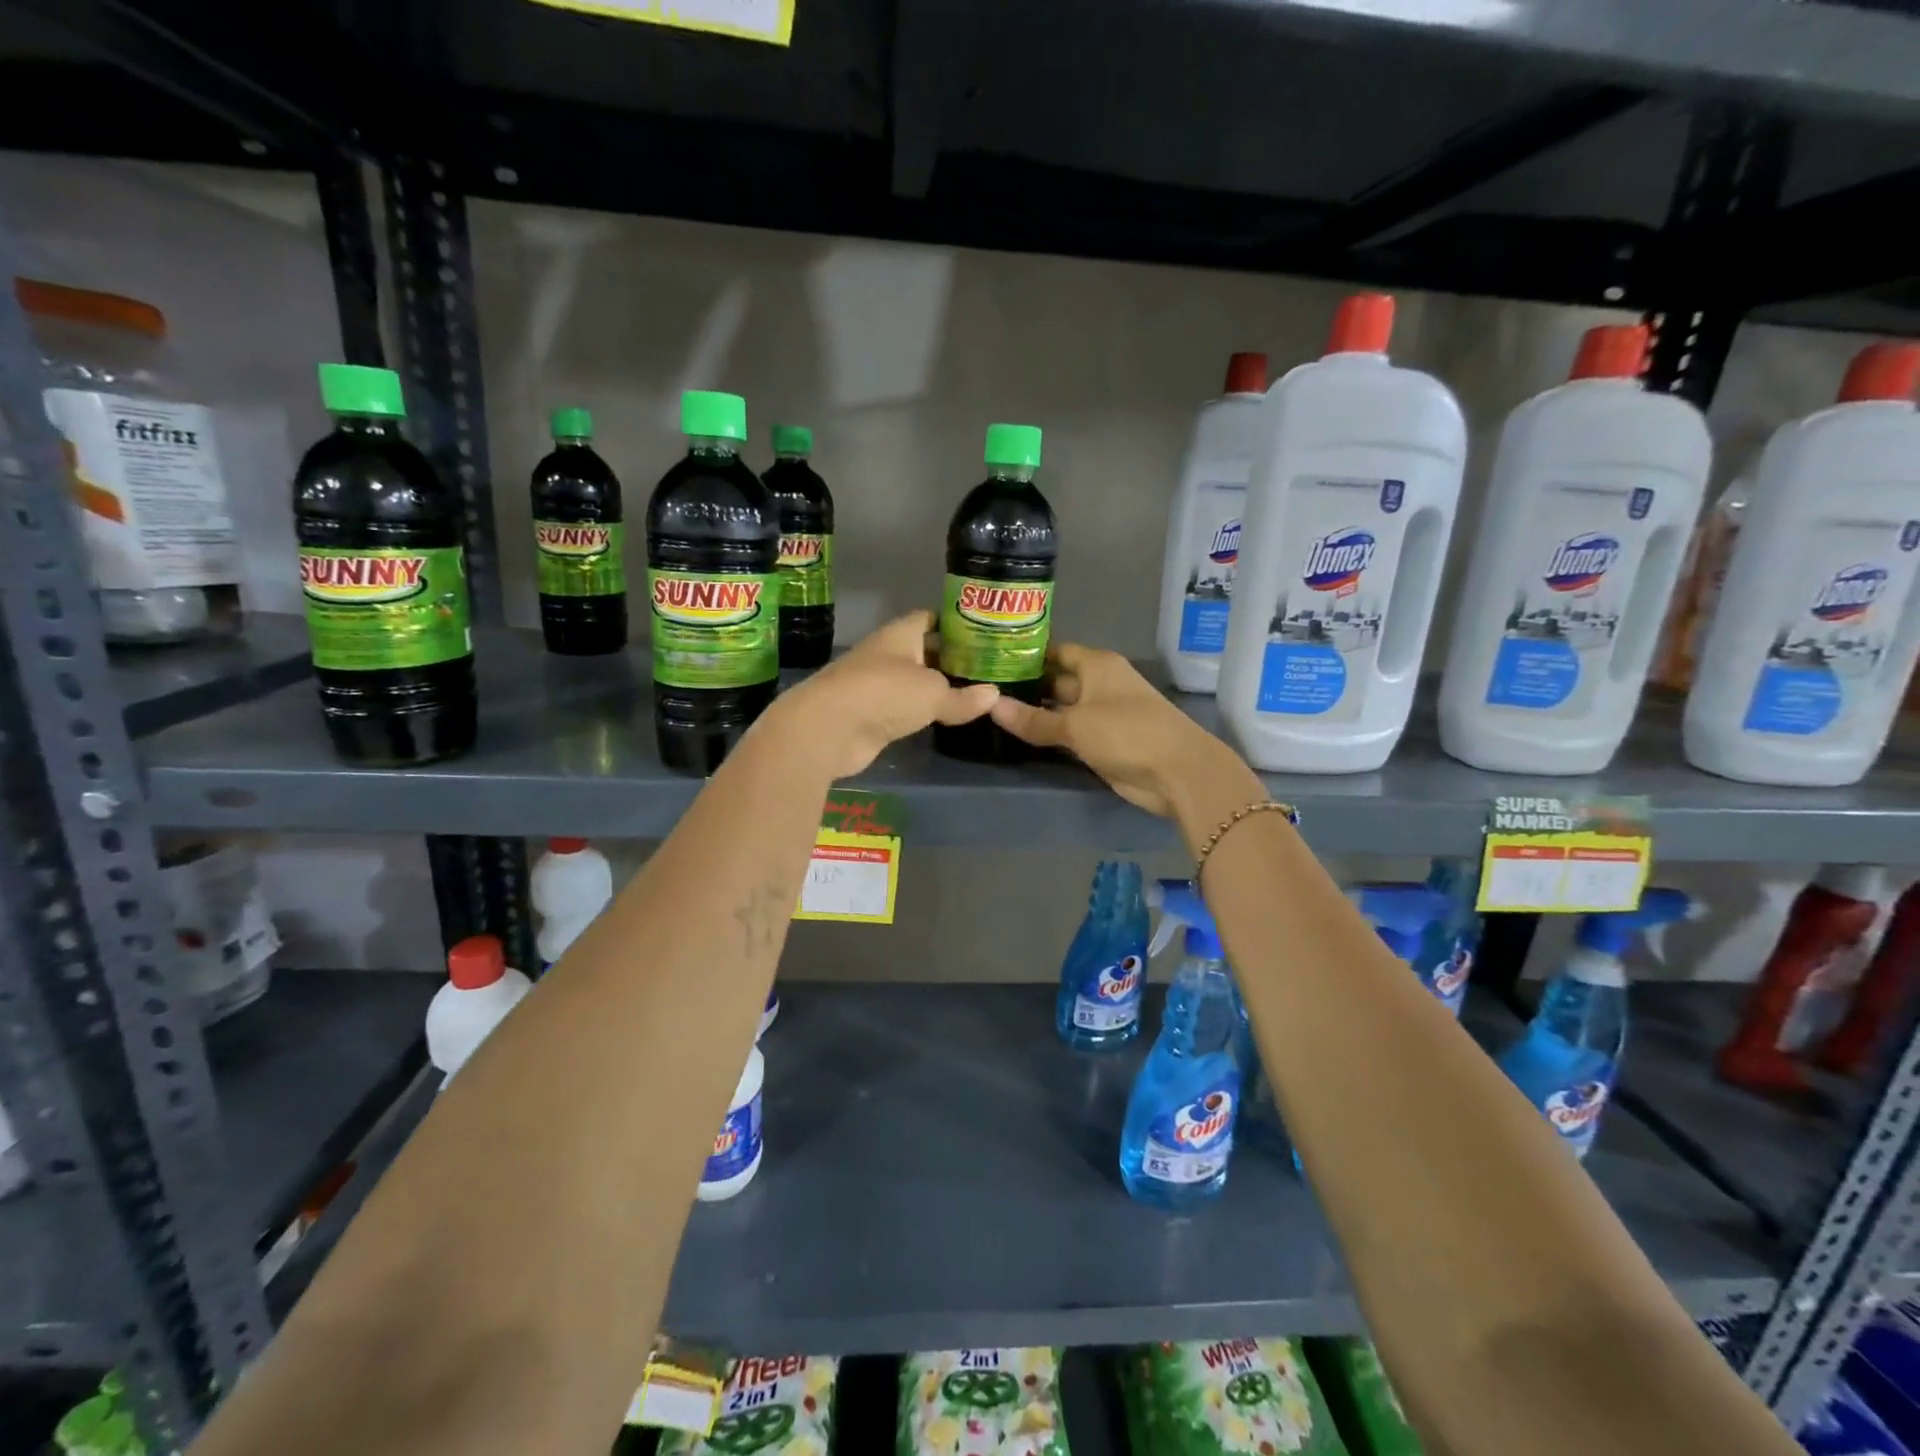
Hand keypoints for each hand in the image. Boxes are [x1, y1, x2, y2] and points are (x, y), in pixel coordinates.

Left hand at [773, 611, 998, 777]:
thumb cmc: (884, 693)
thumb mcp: (933, 693)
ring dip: (937, 688)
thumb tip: (994, 695)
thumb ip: (963, 696)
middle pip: (924, 651)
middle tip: (987, 669)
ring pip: (914, 682)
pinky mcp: (870, 716)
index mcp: (900, 634)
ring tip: (974, 694)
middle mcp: (887, 654)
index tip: (982, 634)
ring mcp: (876, 686)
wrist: (829, 729)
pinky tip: (945, 719)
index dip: (955, 624)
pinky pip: (904, 709)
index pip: (930, 619)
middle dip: (951, 659)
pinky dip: (922, 713)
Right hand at [988, 642, 1254, 816]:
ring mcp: (1102, 714)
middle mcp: (1099, 683)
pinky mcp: (1103, 742)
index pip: (1055, 651)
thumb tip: (991, 706)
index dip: (1027, 655)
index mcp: (1096, 664)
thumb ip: (1033, 719)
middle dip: (1026, 686)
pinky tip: (1020, 736)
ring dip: (1035, 713)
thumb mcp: (1075, 724)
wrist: (1177, 773)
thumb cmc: (1126, 733)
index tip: (992, 660)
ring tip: (992, 712)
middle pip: (1057, 680)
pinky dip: (1049, 734)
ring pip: (1061, 708)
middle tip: (984, 691)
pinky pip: (1069, 733)